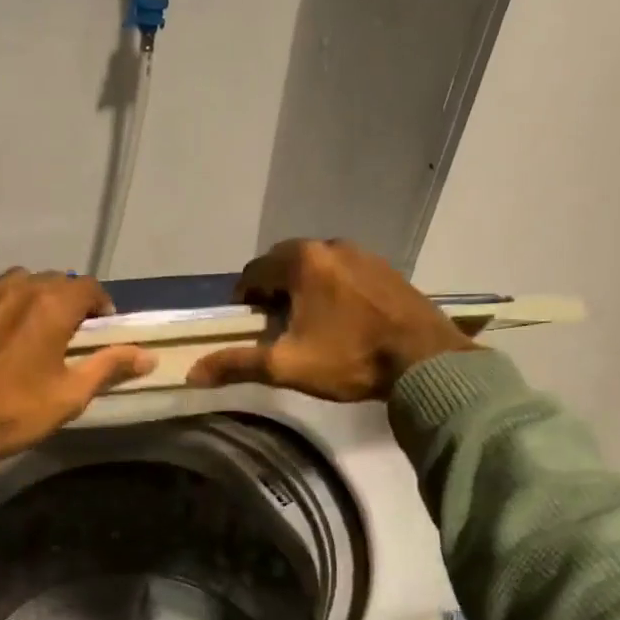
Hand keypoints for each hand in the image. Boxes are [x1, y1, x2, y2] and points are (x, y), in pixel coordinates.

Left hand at [0, 253, 156, 456]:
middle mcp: (18, 288)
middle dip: (65, 300)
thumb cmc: (15, 415)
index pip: (88, 287)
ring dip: (27, 292)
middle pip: (53, 280)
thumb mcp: (70, 396)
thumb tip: (149, 355)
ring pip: (14, 276)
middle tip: (63, 332)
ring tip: (24, 321)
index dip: (99, 305)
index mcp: (53, 307)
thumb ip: (109, 366)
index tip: (98, 328)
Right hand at [186, 239, 477, 401]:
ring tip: (306, 323)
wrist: (426, 362)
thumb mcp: (287, 366)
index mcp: (302, 261)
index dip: (243, 297)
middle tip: (273, 324)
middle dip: (272, 289)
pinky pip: (344, 272)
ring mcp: (363, 254)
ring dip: (303, 288)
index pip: (254, 270)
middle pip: (285, 262)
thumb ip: (238, 364)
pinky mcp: (386, 269)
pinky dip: (331, 288)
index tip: (246, 323)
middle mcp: (331, 246)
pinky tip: (340, 318)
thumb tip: (192, 373)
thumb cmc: (350, 359)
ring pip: (317, 266)